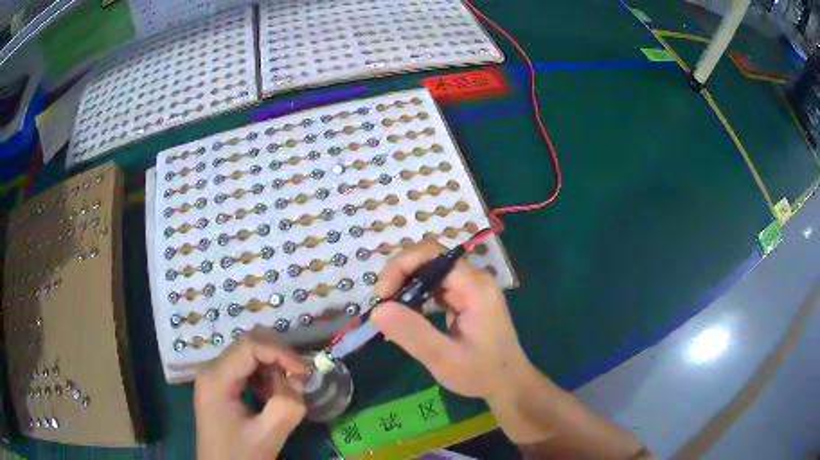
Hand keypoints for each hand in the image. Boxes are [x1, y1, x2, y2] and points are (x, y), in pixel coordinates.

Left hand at [194, 326, 308, 459]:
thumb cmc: (239, 456)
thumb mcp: (267, 436)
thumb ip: (286, 406)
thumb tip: (297, 381)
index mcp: (216, 378)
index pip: (249, 345)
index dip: (280, 352)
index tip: (305, 372)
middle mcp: (211, 370)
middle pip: (248, 345)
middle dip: (277, 359)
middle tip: (298, 381)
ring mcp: (215, 377)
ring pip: (249, 355)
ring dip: (272, 369)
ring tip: (284, 395)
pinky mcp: (221, 387)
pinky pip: (246, 369)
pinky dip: (265, 378)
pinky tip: (270, 398)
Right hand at [371, 239, 535, 403]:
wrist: (509, 384)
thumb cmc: (481, 373)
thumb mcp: (443, 358)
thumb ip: (412, 333)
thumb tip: (377, 309)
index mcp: (474, 287)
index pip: (432, 254)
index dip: (401, 266)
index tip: (383, 296)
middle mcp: (474, 279)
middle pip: (429, 259)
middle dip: (400, 276)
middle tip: (383, 305)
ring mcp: (472, 288)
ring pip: (430, 272)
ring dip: (406, 286)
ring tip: (391, 312)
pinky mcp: (467, 299)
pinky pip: (436, 287)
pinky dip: (417, 297)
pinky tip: (408, 316)